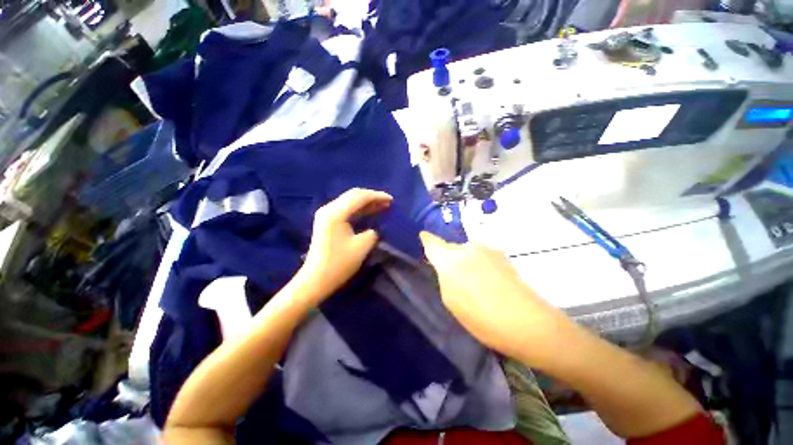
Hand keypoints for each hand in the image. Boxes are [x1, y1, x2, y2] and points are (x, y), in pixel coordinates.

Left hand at [297, 188, 392, 304]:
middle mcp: (329, 208)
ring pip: (349, 201)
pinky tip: (369, 211)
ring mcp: (326, 214)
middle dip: (372, 197)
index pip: (360, 197)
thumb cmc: (339, 264)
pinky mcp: (327, 221)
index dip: (377, 196)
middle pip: (353, 195)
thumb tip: (374, 228)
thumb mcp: (362, 247)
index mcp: (336, 213)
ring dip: (366, 202)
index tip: (392, 200)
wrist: (316, 279)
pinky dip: (359, 209)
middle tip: (388, 202)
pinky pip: (345, 209)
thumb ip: (372, 233)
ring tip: (382, 205)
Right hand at [420, 232, 573, 363]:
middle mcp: (467, 247)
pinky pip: (481, 257)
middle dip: (447, 257)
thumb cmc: (481, 316)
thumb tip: (445, 265)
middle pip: (450, 247)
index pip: (432, 242)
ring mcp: (487, 249)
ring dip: (465, 262)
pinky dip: (479, 265)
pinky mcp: (502, 256)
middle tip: (451, 276)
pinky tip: (488, 283)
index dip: (426, 240)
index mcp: (450, 258)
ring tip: (473, 283)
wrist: (528, 322)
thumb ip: (444, 276)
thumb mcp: (451, 300)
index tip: (423, 238)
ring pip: (467, 252)